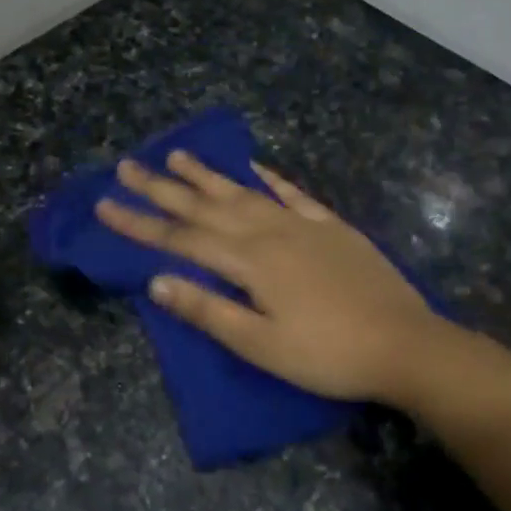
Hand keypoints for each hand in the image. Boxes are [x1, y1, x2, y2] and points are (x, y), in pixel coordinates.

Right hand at [96, 152, 442, 403]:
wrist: (406, 345)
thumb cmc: (328, 355)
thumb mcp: (261, 345)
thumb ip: (208, 310)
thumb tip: (155, 281)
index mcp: (250, 262)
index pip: (181, 239)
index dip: (140, 224)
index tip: (104, 206)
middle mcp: (271, 232)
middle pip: (207, 206)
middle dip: (163, 188)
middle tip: (128, 166)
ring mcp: (304, 226)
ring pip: (245, 192)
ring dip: (208, 175)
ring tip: (177, 154)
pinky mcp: (332, 229)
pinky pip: (293, 195)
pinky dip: (269, 179)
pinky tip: (254, 167)